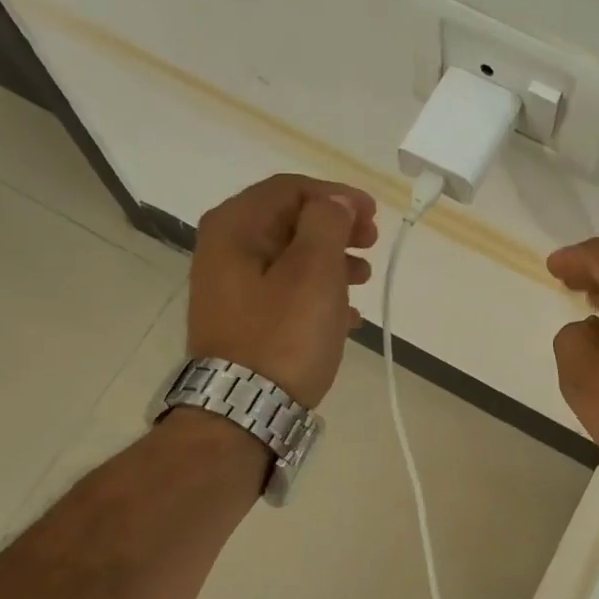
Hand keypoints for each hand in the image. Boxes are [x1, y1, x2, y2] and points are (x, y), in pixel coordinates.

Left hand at [187, 174, 377, 406]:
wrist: (243, 409)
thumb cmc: (283, 336)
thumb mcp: (313, 271)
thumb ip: (327, 224)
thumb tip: (335, 201)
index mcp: (235, 227)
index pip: (289, 189)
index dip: (336, 195)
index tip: (374, 215)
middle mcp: (224, 250)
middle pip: (288, 222)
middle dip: (335, 229)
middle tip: (371, 244)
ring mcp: (231, 289)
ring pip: (290, 259)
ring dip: (331, 262)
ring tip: (364, 280)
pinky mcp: (242, 322)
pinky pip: (285, 294)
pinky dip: (317, 295)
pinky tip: (347, 317)